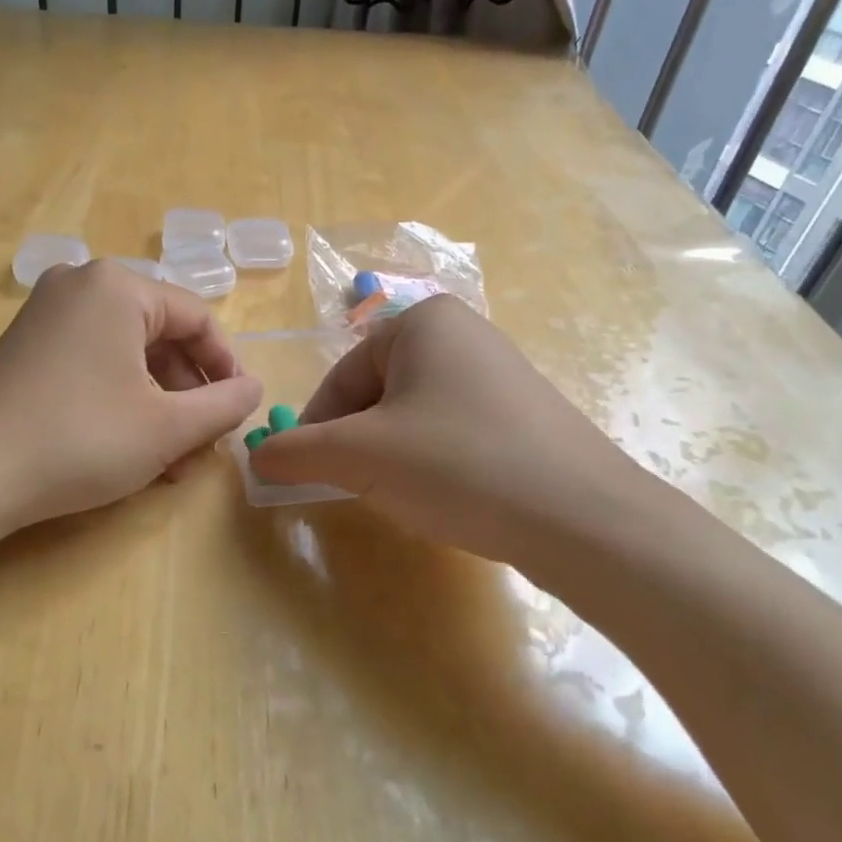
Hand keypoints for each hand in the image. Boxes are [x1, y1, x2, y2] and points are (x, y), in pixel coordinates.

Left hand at [0, 260, 260, 531]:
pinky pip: (92, 363)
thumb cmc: (81, 439)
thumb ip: (223, 405)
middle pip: (159, 336)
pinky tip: (129, 447)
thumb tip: (253, 389)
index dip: (226, 368)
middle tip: (201, 445)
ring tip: (169, 461)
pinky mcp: (24, 346)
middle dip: (187, 395)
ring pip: (126, 355)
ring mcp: (45, 314)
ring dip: (156, 405)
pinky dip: (119, 400)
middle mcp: (79, 285)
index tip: (238, 413)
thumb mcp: (167, 427)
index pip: (197, 319)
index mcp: (118, 286)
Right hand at [249, 296, 655, 569]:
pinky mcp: (526, 415)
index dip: (317, 428)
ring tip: (405, 495)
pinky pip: (455, 431)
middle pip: (377, 393)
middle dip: (358, 443)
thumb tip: (257, 457)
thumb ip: (297, 452)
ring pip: (414, 416)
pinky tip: (448, 496)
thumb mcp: (360, 457)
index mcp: (422, 322)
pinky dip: (435, 462)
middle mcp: (464, 333)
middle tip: (357, 487)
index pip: (342, 376)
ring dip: (392, 456)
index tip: (308, 473)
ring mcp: (501, 374)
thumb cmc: (457, 464)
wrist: (584, 518)